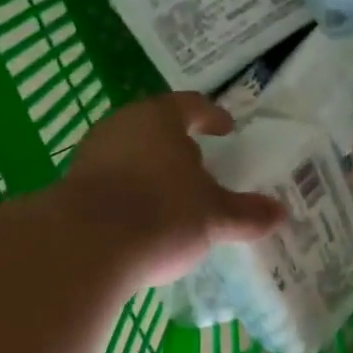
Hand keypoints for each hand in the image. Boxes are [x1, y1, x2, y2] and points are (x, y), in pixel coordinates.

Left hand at [62, 92, 286, 285]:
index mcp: (159, 118)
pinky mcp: (73, 187)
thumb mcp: (214, 217)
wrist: (85, 247)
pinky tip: (141, 220)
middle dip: (179, 147)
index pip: (191, 105)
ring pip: (131, 155)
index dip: (212, 115)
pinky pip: (112, 183)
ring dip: (152, 171)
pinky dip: (130, 195)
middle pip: (157, 129)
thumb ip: (247, 213)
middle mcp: (122, 126)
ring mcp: (92, 155)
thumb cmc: (161, 214)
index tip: (226, 128)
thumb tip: (280, 213)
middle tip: (202, 166)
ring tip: (173, 197)